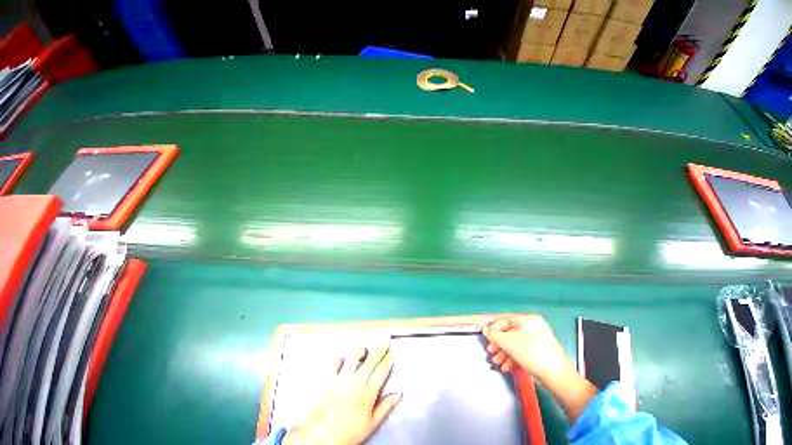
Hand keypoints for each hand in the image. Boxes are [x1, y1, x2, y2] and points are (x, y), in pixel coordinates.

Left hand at [284, 344, 400, 444]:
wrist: (319, 437)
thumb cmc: (346, 434)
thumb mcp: (370, 425)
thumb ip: (385, 407)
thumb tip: (398, 395)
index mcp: (367, 394)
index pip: (381, 371)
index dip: (388, 359)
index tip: (392, 353)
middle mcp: (356, 382)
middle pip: (371, 359)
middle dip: (380, 348)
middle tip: (384, 341)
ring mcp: (342, 378)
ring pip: (354, 356)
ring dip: (361, 350)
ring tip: (364, 350)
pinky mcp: (329, 377)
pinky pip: (336, 361)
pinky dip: (342, 358)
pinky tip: (344, 359)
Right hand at [483, 315, 597, 421]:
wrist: (557, 377)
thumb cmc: (532, 353)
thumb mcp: (508, 342)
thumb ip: (494, 335)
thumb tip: (485, 330)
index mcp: (528, 319)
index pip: (505, 320)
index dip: (494, 328)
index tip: (486, 337)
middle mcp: (534, 327)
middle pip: (510, 333)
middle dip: (499, 344)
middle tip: (491, 351)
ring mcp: (538, 340)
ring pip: (515, 344)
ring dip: (504, 353)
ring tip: (497, 362)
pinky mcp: (540, 353)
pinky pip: (523, 351)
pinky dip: (514, 358)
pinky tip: (507, 367)